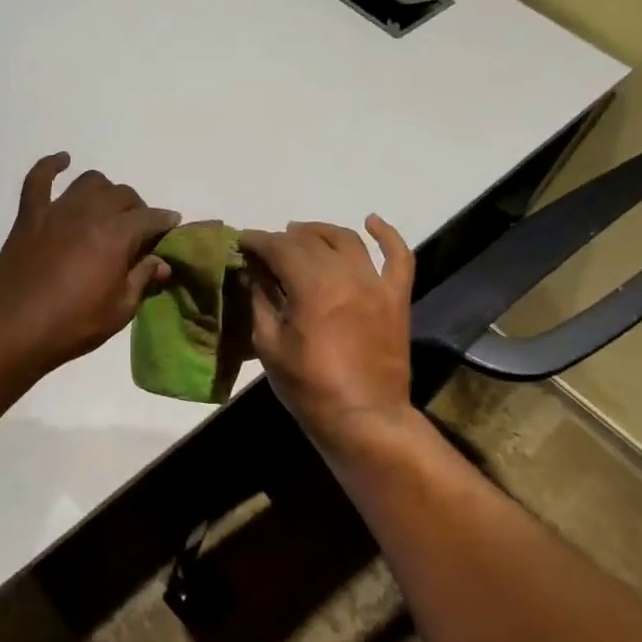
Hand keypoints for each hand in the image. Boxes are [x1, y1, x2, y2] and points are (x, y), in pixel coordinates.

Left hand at [0, 153, 180, 370]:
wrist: (15, 330)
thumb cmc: (73, 324)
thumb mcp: (120, 309)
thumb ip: (142, 279)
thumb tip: (162, 262)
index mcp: (116, 236)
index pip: (150, 218)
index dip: (165, 221)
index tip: (171, 226)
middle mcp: (90, 213)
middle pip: (122, 195)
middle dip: (137, 208)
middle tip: (138, 228)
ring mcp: (57, 211)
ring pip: (89, 181)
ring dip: (104, 190)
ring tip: (106, 207)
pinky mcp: (29, 216)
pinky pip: (38, 179)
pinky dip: (51, 165)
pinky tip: (62, 161)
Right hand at [239, 216, 416, 460]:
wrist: (364, 419)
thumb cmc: (309, 388)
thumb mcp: (269, 346)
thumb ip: (261, 303)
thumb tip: (255, 275)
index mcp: (312, 287)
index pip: (279, 248)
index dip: (258, 241)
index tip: (242, 241)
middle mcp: (346, 276)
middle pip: (311, 241)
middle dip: (284, 238)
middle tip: (266, 246)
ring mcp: (376, 285)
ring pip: (348, 240)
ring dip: (321, 231)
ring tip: (302, 232)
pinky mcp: (396, 298)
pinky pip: (399, 257)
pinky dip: (387, 235)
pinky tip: (371, 222)